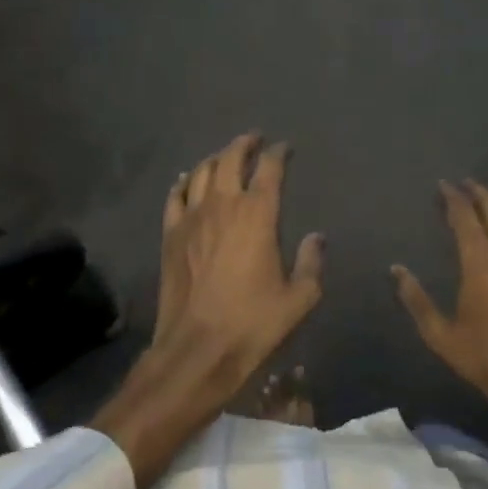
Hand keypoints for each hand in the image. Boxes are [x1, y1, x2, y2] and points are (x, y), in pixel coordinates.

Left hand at [153, 131, 323, 379]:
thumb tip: (317, 237)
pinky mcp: (170, 234)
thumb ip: (311, 263)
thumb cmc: (253, 323)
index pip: (269, 169)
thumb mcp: (298, 298)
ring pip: (200, 171)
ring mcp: (192, 218)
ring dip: (215, 158)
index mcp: (258, 215)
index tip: (284, 148)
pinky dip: (183, 182)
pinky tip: (187, 180)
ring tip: (224, 156)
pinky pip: (174, 196)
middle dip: (244, 144)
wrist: (197, 349)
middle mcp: (223, 205)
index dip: (277, 153)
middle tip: (254, 139)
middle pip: (230, 159)